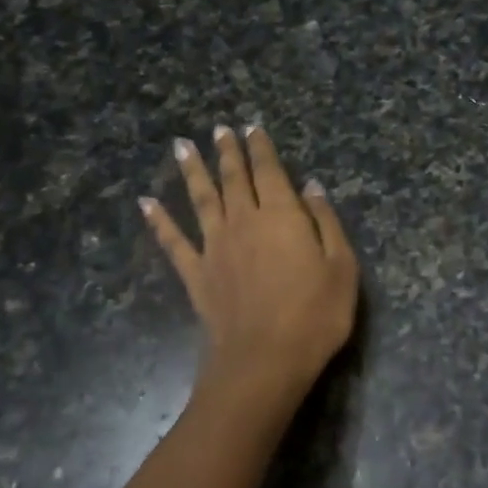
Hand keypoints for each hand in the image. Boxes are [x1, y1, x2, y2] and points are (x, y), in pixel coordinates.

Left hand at [141, 125, 358, 404]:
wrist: (265, 360)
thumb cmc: (315, 314)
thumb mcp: (341, 266)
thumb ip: (326, 222)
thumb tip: (311, 186)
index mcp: (281, 215)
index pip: (269, 171)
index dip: (261, 148)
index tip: (252, 127)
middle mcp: (243, 221)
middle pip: (233, 178)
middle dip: (228, 151)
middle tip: (219, 129)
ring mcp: (215, 247)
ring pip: (201, 198)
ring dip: (192, 170)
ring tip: (182, 146)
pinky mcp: (196, 274)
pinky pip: (173, 242)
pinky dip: (158, 221)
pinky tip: (145, 203)